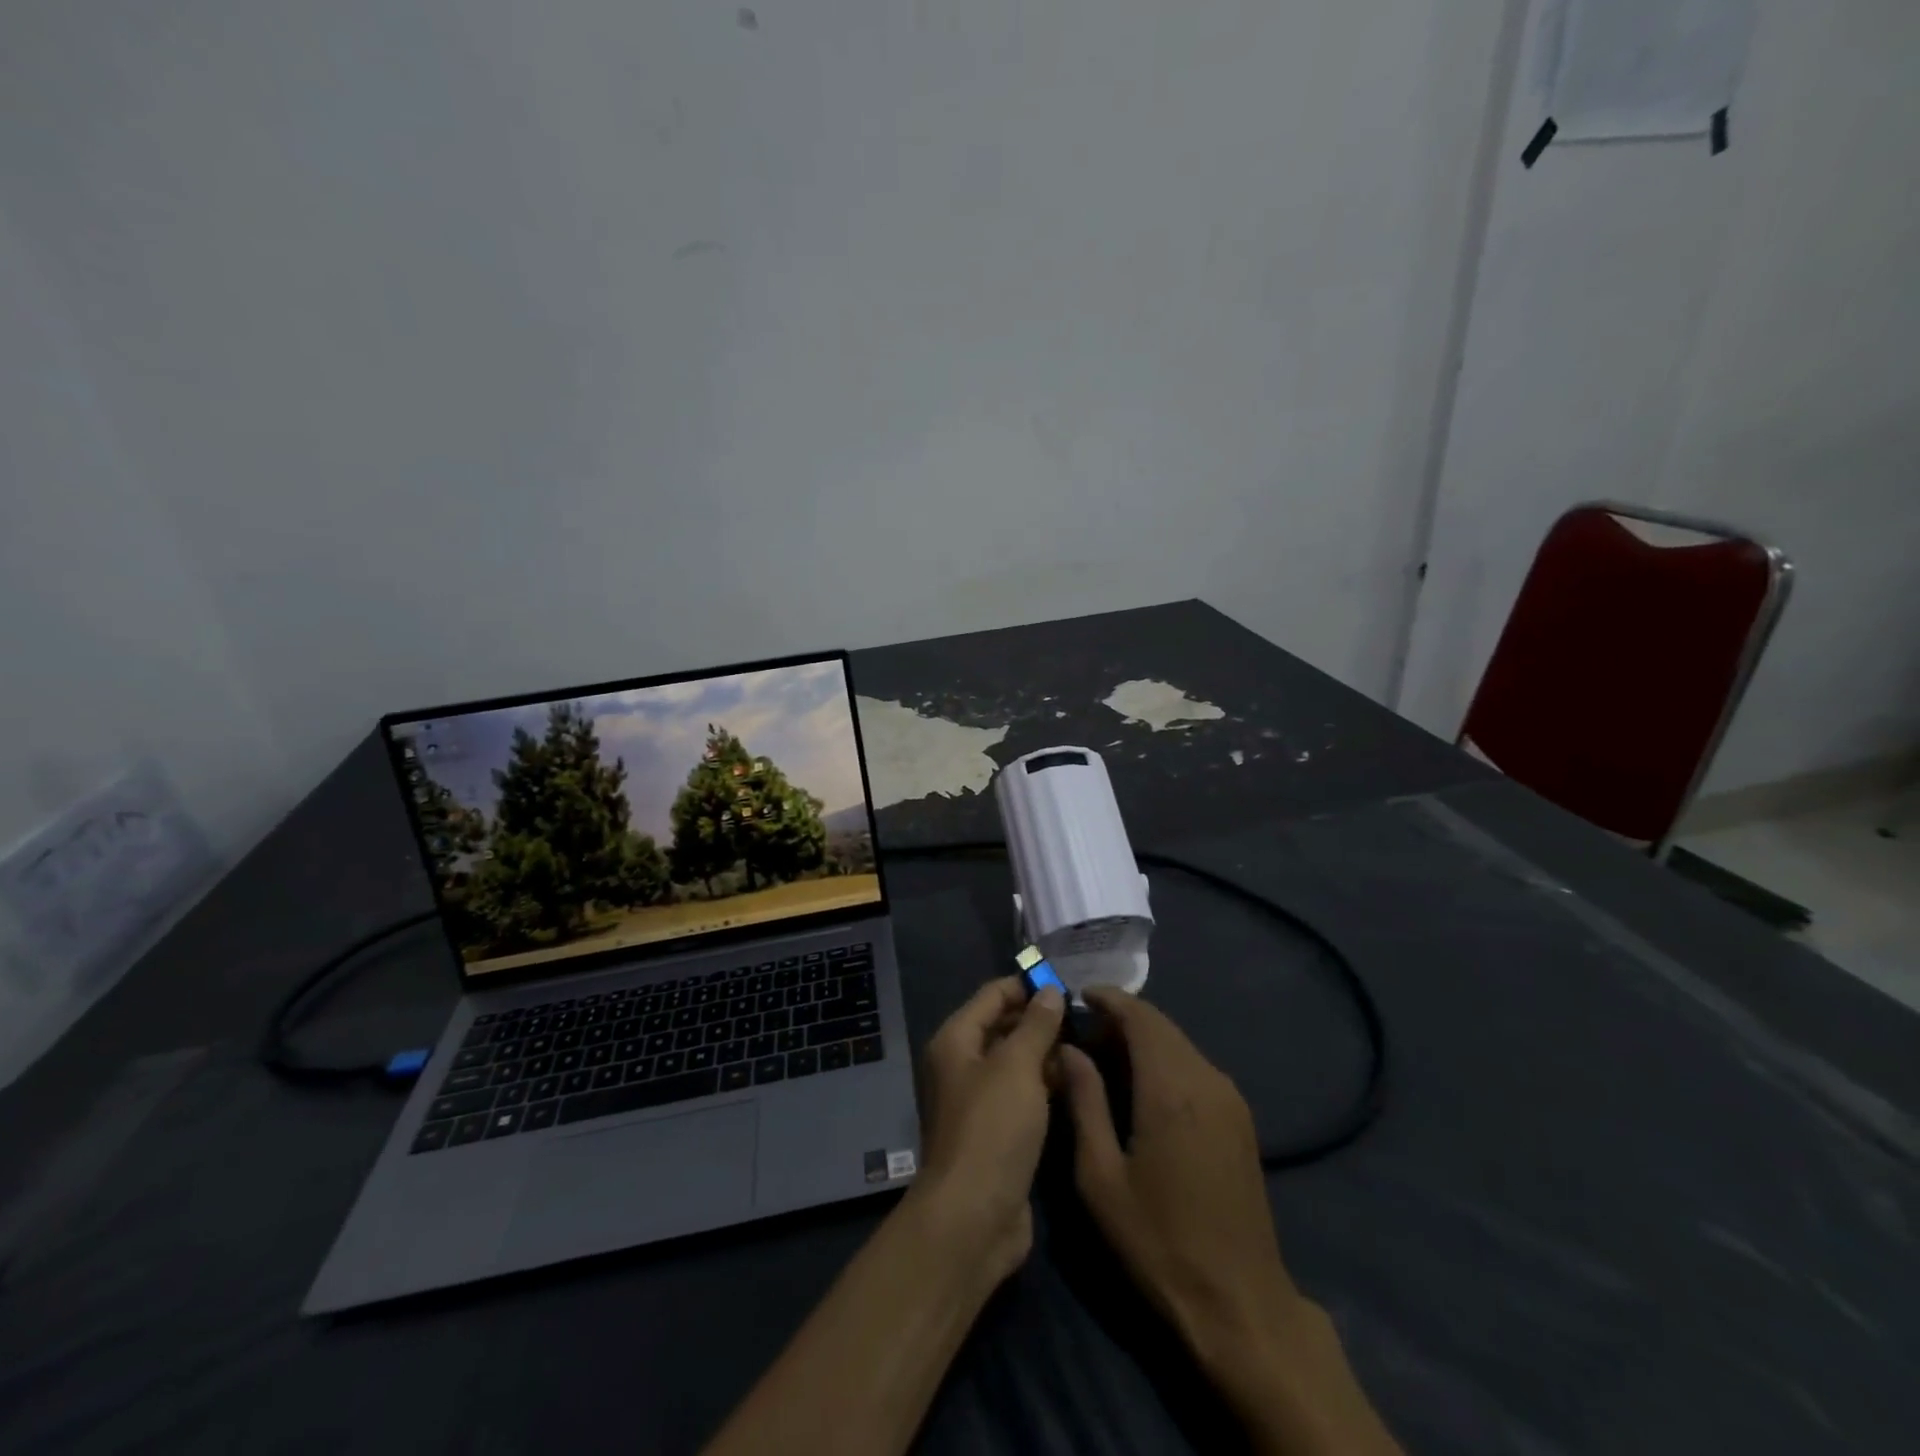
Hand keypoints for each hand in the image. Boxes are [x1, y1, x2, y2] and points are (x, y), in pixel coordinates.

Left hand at [912, 978, 1064, 1282]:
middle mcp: (961, 1065)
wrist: (974, 1217)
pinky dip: (1044, 1084)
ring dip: (1045, 1053)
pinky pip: (1021, 1094)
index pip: (993, 995)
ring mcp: (977, 1100)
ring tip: (1088, 1045)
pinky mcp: (995, 1131)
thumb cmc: (993, 1128)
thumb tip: (1050, 991)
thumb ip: (1036, 1025)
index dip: (1027, 986)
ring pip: (1015, 1062)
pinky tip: (1075, 1082)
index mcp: (956, 1040)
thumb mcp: (1018, 1067)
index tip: (1068, 986)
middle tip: (1084, 1017)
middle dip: (1040, 1020)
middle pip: (1002, 1026)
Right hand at [1057, 987, 1299, 1370]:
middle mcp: (1206, 1080)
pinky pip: (1195, 1066)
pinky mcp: (1239, 1118)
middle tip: (1082, 1033)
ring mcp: (1229, 1098)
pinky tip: (1140, 1085)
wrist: (1240, 1303)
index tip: (1076, 995)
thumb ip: (1084, 1101)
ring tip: (1103, 1057)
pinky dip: (1163, 1059)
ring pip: (1179, 1043)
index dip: (1108, 998)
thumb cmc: (1159, 1241)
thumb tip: (1070, 1049)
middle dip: (1121, 1018)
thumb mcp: (1101, 1176)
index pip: (1140, 1017)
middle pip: (1161, 1025)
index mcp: (1171, 1089)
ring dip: (1143, 1039)